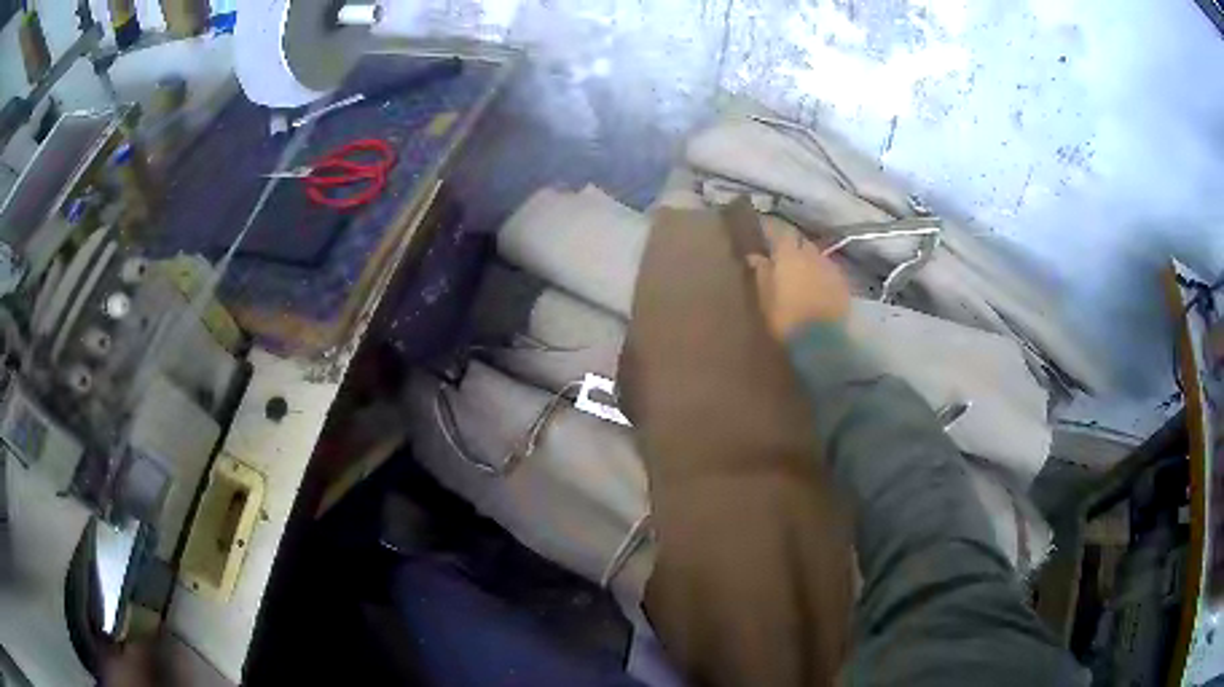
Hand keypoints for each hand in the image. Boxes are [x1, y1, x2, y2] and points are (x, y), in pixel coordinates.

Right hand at [747, 219, 850, 339]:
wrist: (822, 341)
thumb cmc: (786, 319)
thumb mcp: (765, 298)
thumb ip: (761, 272)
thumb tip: (755, 255)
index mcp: (788, 254)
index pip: (778, 230)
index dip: (770, 228)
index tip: (762, 230)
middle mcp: (811, 253)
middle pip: (800, 241)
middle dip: (791, 244)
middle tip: (782, 253)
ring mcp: (829, 266)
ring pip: (816, 255)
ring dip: (807, 259)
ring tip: (800, 270)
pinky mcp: (843, 282)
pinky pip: (829, 269)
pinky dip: (820, 272)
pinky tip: (816, 284)